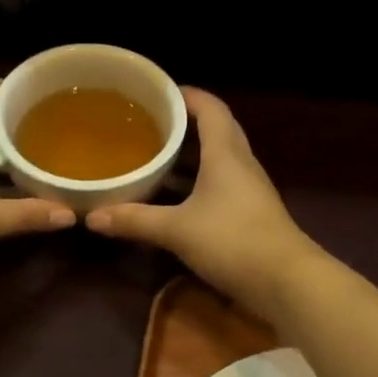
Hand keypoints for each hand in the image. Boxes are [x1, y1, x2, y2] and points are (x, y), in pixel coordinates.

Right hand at [86, 88, 322, 321]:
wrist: (286, 282)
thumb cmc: (233, 241)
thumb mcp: (177, 230)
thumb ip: (135, 220)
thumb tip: (92, 217)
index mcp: (226, 153)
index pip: (209, 108)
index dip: (186, 95)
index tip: (156, 94)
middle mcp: (240, 164)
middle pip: (214, 131)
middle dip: (183, 126)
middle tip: (148, 126)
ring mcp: (248, 191)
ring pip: (217, 162)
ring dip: (189, 158)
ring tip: (153, 159)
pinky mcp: (249, 215)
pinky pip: (219, 187)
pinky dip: (195, 186)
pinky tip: (172, 200)